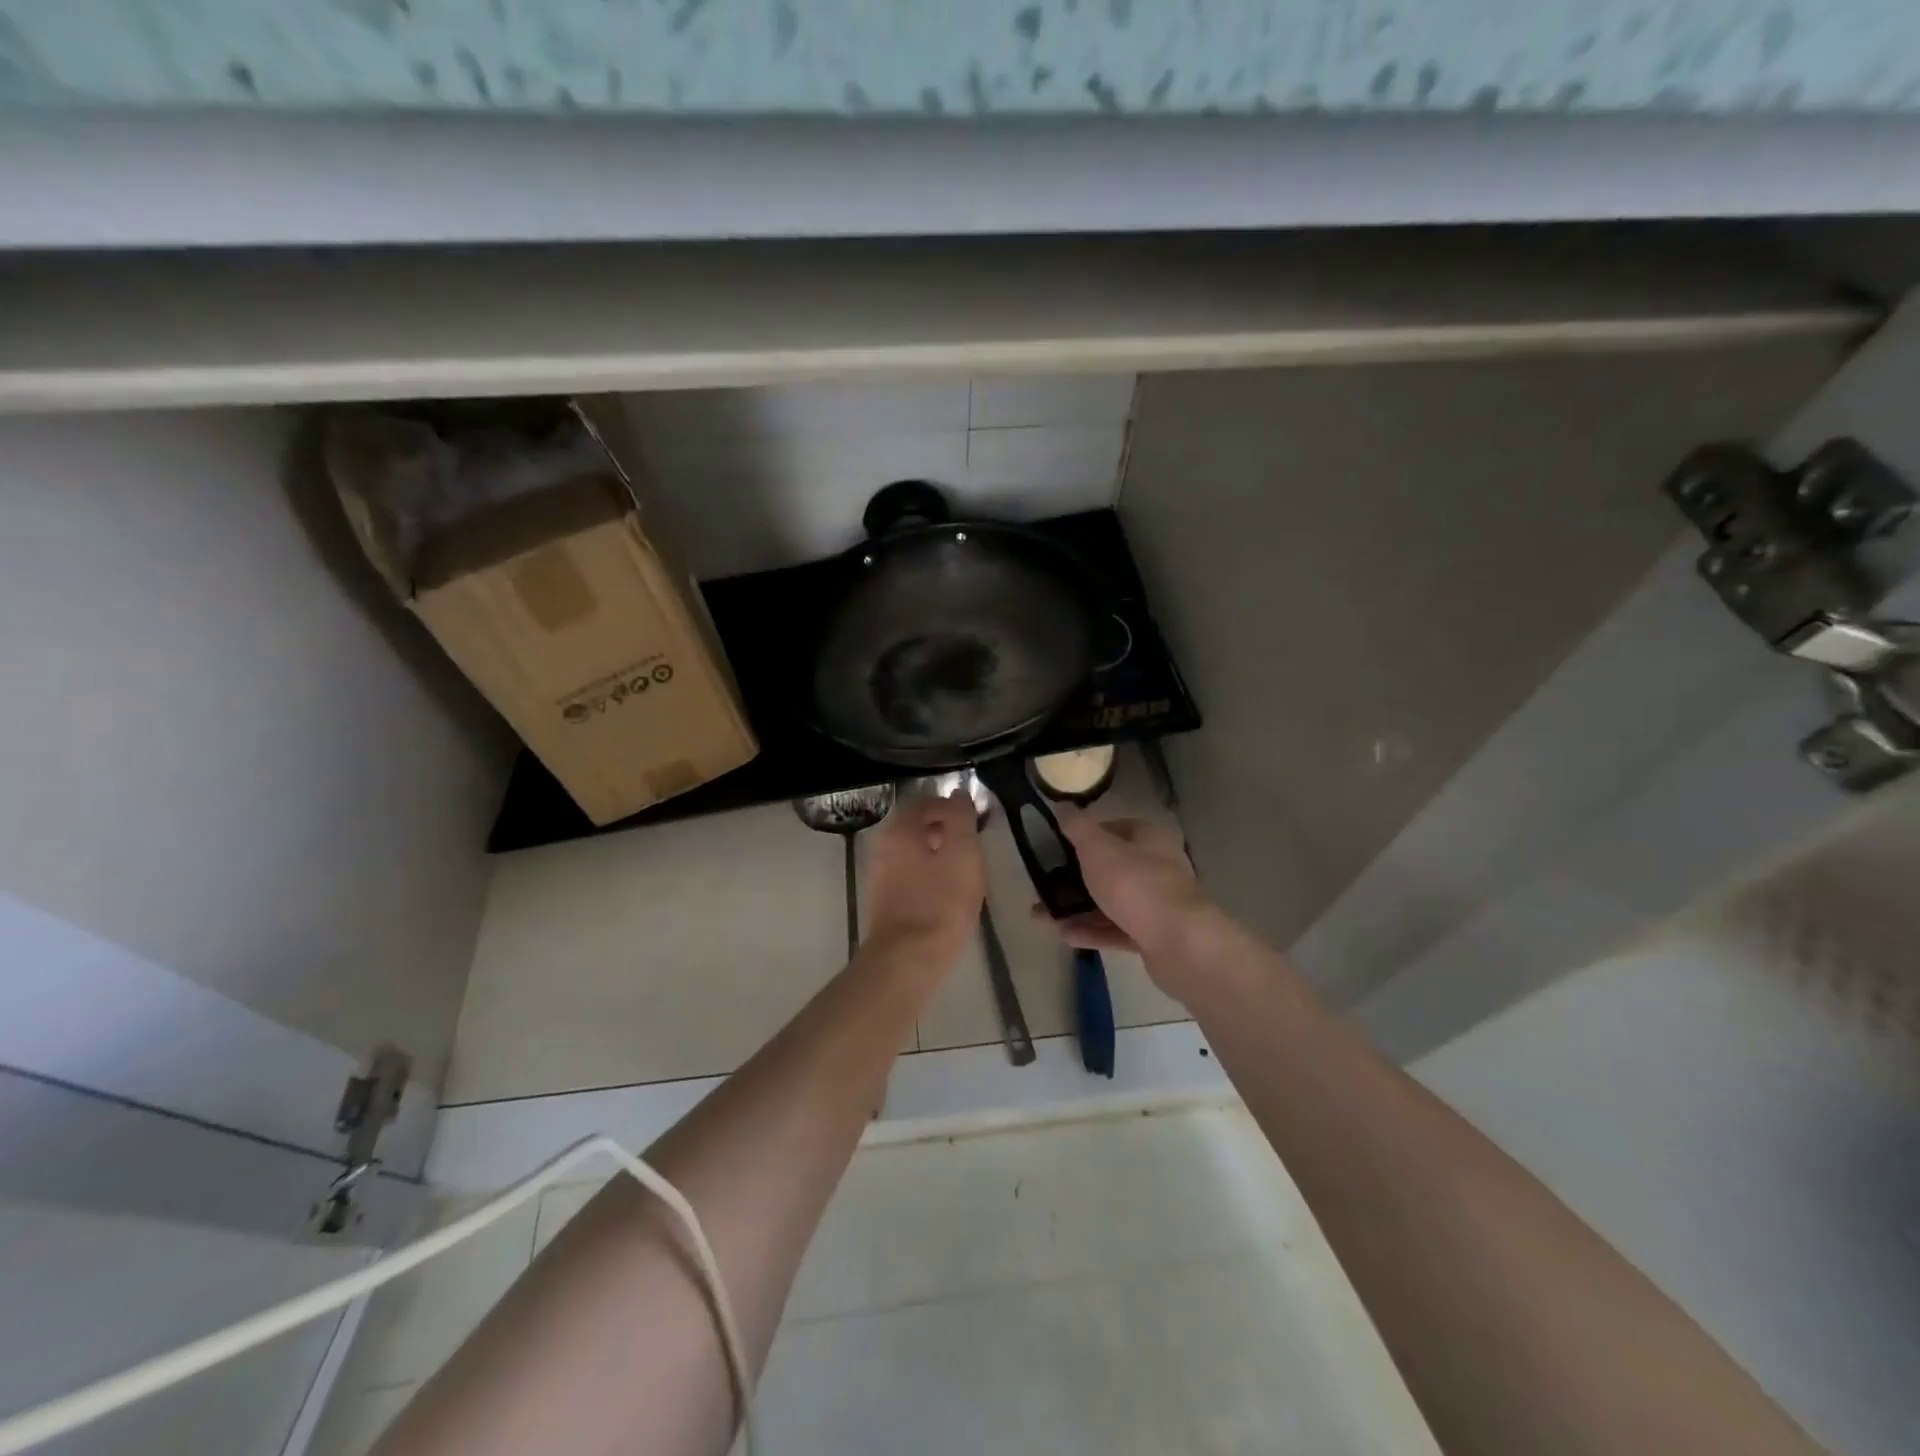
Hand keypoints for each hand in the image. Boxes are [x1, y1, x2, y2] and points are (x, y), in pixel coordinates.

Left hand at [861, 793, 983, 966]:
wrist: (907, 959)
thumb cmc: (940, 902)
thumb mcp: (963, 853)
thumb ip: (961, 818)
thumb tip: (959, 794)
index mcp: (899, 830)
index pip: (922, 801)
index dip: (949, 805)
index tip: (974, 818)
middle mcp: (883, 846)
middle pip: (915, 826)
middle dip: (944, 828)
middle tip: (972, 842)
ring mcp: (881, 875)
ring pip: (913, 851)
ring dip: (938, 852)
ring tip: (966, 868)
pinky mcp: (886, 900)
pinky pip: (910, 874)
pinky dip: (930, 873)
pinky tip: (949, 892)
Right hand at [1033, 813, 1215, 967]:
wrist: (1180, 944)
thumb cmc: (1136, 885)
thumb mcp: (1098, 849)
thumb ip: (1077, 827)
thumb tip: (1063, 807)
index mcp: (1150, 838)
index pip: (1114, 828)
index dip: (1085, 835)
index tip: (1056, 846)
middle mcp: (1158, 867)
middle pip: (1111, 867)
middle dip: (1075, 877)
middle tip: (1045, 884)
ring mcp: (1157, 904)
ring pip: (1111, 901)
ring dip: (1078, 908)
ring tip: (1042, 916)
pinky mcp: (1154, 936)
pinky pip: (1117, 929)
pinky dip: (1092, 931)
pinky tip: (1064, 935)